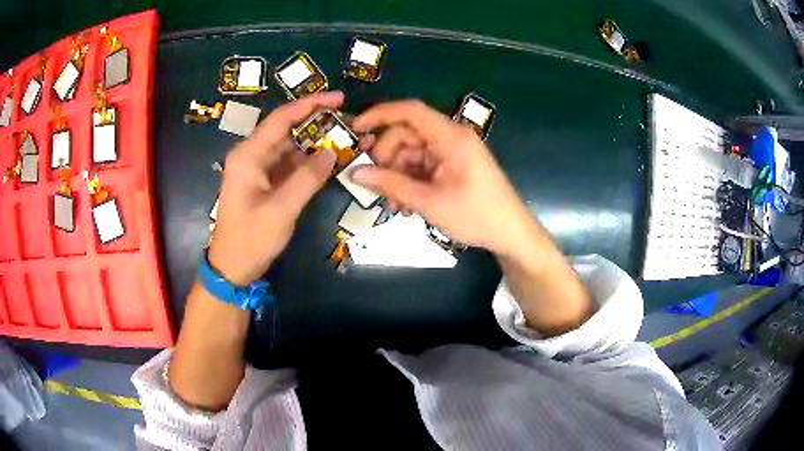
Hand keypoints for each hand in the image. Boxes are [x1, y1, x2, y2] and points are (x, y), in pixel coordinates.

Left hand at [208, 92, 341, 284]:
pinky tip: (328, 159)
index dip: (311, 105)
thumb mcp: (281, 210)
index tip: (339, 98)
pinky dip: (308, 161)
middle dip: (316, 122)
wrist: (232, 267)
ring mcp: (258, 169)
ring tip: (344, 137)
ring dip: (315, 142)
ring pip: (289, 146)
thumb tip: (331, 152)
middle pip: (286, 129)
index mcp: (249, 156)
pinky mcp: (264, 182)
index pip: (282, 119)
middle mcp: (252, 156)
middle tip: (347, 119)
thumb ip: (308, 178)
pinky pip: (289, 164)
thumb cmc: (251, 239)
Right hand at [351, 100, 535, 256]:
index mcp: (450, 136)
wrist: (510, 233)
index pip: (410, 111)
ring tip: (395, 206)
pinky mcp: (453, 166)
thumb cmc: (475, 215)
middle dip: (387, 159)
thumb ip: (390, 184)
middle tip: (376, 185)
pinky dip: (411, 182)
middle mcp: (450, 138)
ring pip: (412, 153)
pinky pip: (423, 166)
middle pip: (407, 135)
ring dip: (397, 176)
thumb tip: (355, 173)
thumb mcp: (429, 201)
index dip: (379, 114)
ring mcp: (452, 152)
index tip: (356, 129)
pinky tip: (406, 205)